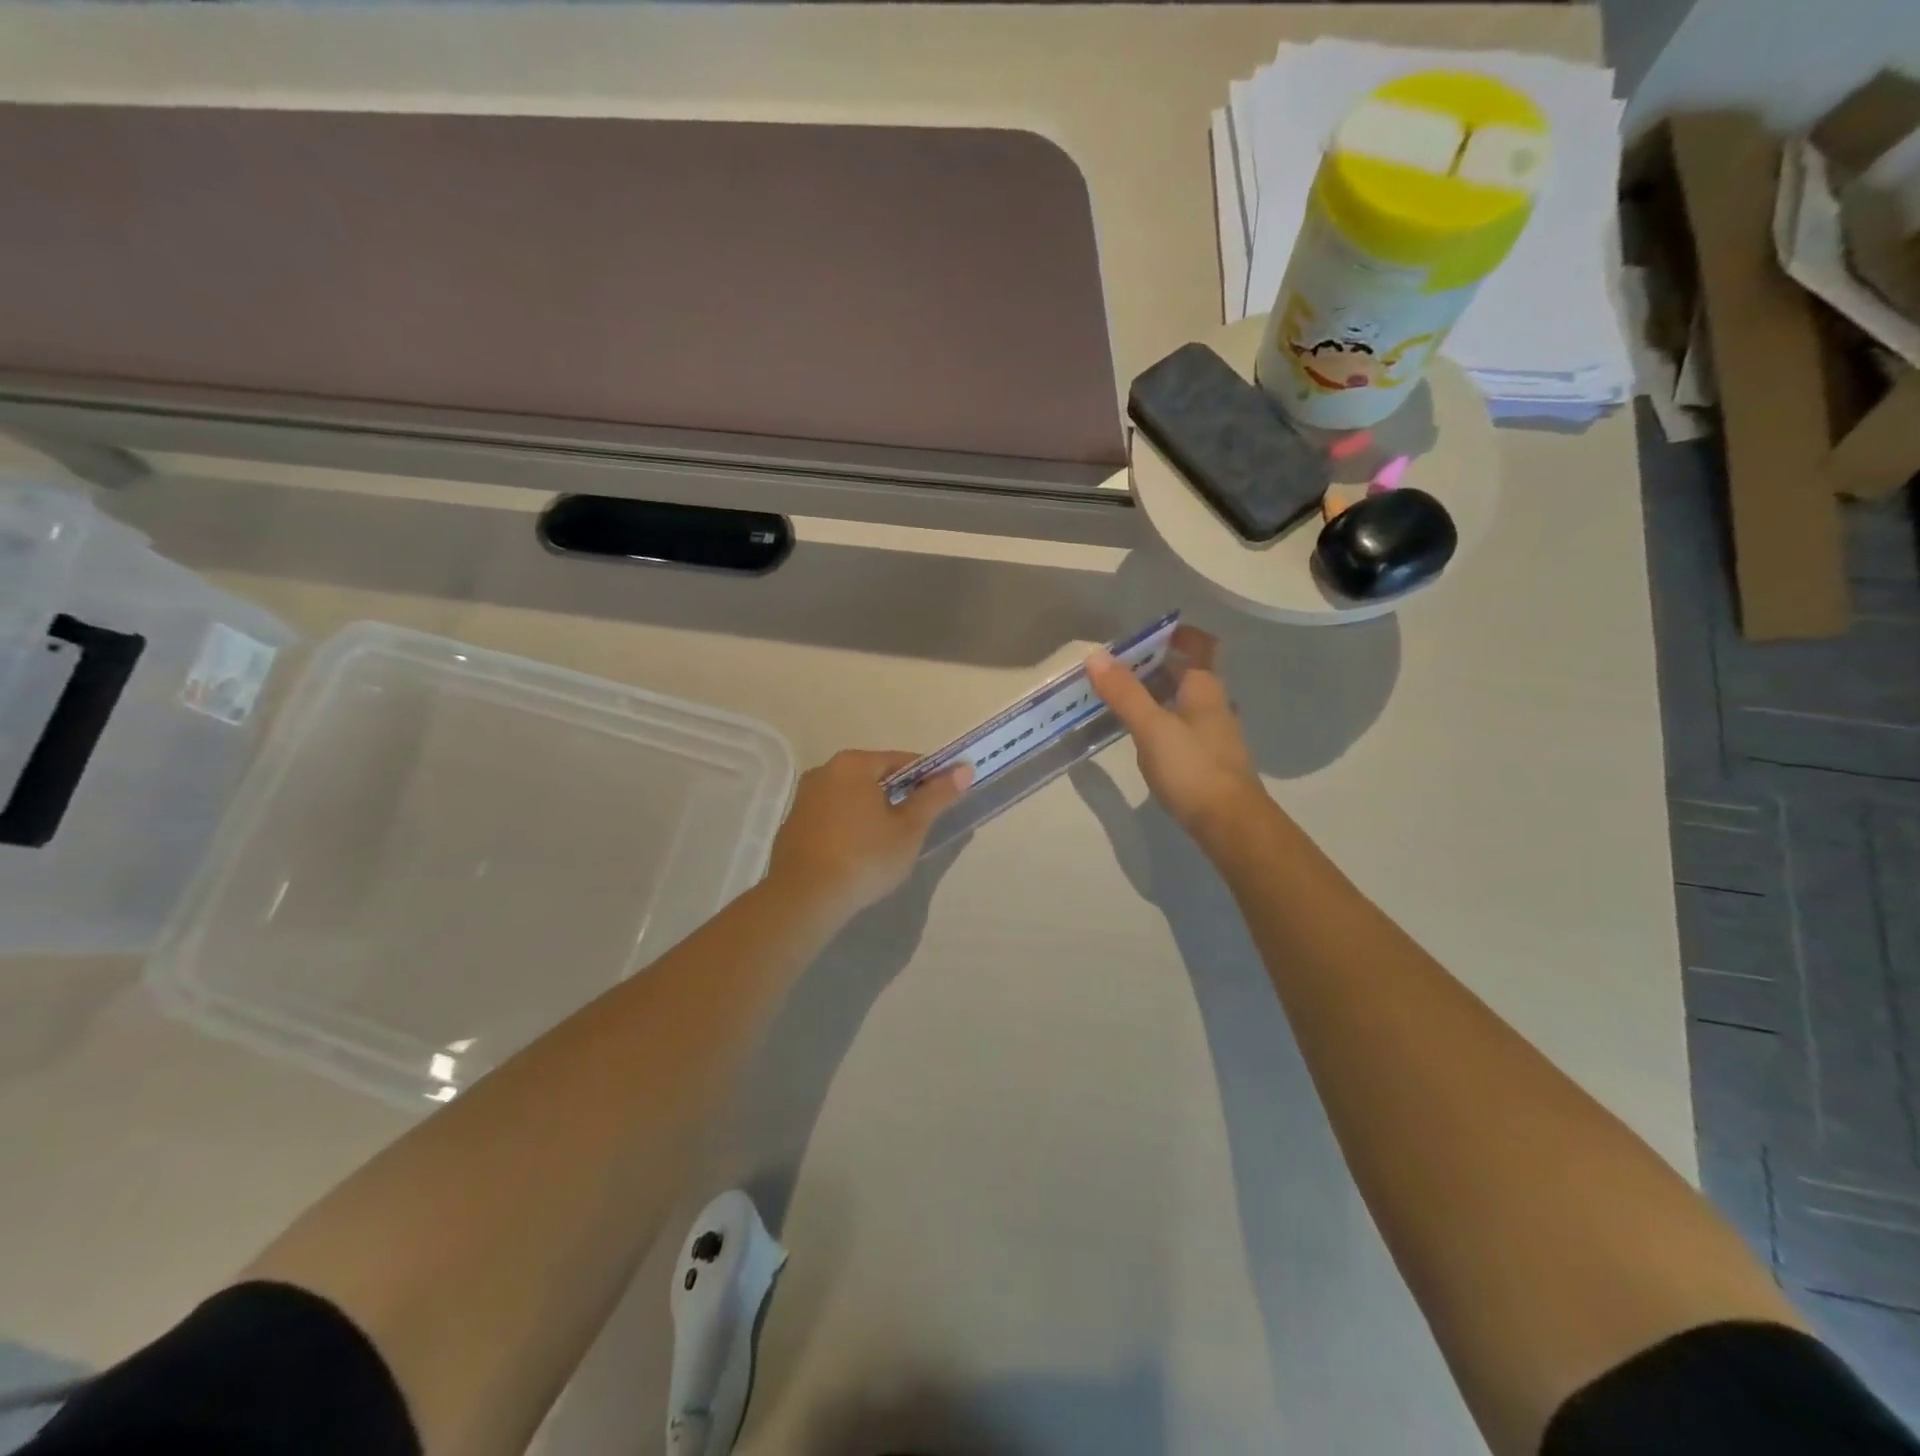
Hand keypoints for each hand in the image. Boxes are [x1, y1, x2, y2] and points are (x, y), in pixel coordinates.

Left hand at [767, 749, 971, 922]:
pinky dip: (850, 827)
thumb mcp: (909, 828)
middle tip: (919, 825)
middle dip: (899, 796)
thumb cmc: (865, 857)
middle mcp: (824, 772)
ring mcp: (804, 798)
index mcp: (854, 764)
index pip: (902, 761)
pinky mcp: (793, 825)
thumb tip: (964, 769)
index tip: (943, 799)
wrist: (804, 898)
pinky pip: (833, 817)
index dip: (928, 778)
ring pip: (852, 797)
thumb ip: (936, 796)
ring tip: (890, 842)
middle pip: (874, 777)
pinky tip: (859, 853)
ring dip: (873, 812)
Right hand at [1087, 626, 1267, 845]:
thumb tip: (1096, 656)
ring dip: (1156, 692)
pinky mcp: (1207, 757)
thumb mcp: (1152, 728)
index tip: (1141, 633)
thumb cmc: (1192, 768)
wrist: (1230, 823)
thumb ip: (1124, 693)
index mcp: (1205, 687)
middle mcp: (1215, 703)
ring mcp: (1214, 732)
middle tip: (1117, 665)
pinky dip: (1161, 718)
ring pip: (1183, 700)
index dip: (1174, 634)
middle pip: (1187, 672)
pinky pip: (1182, 725)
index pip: (1198, 645)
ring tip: (1121, 695)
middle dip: (1155, 664)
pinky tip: (1141, 732)